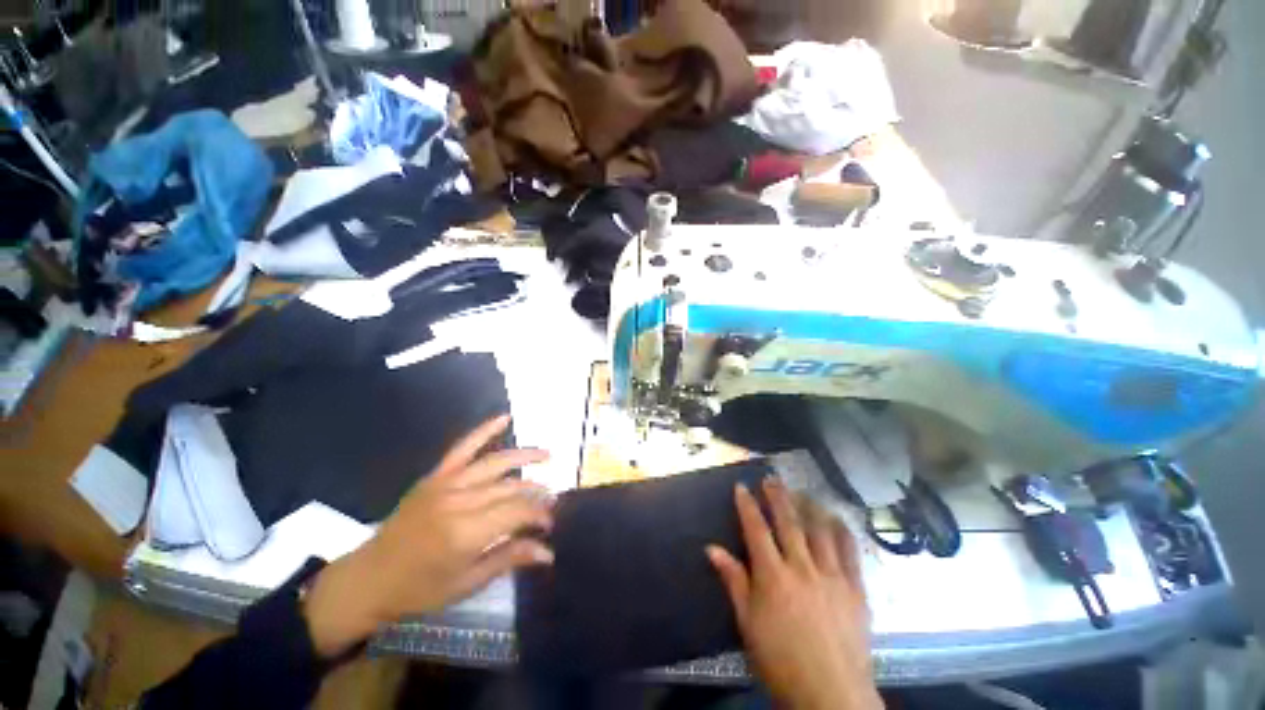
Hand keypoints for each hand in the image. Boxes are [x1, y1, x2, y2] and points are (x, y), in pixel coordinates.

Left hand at [303, 415, 554, 656]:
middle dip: (536, 492)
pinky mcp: (435, 476)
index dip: (539, 514)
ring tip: (548, 455)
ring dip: (525, 456)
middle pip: (510, 487)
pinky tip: (504, 418)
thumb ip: (509, 559)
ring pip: (495, 462)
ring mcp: (445, 484)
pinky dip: (485, 430)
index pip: (517, 512)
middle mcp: (458, 501)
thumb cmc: (418, 590)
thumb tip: (548, 552)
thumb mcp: (467, 584)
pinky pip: (464, 447)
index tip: (550, 523)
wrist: (368, 578)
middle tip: (552, 499)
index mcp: (465, 533)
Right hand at [707, 477, 880, 709]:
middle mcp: (802, 567)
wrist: (831, 696)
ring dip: (809, 507)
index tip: (742, 486)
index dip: (747, 505)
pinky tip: (836, 519)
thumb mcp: (748, 623)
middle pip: (788, 522)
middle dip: (778, 496)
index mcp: (773, 575)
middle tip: (772, 478)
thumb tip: (712, 549)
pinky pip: (849, 552)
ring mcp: (832, 576)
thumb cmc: (780, 661)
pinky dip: (842, 531)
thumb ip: (733, 581)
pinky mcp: (855, 589)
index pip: (756, 529)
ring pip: (820, 530)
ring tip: (802, 492)